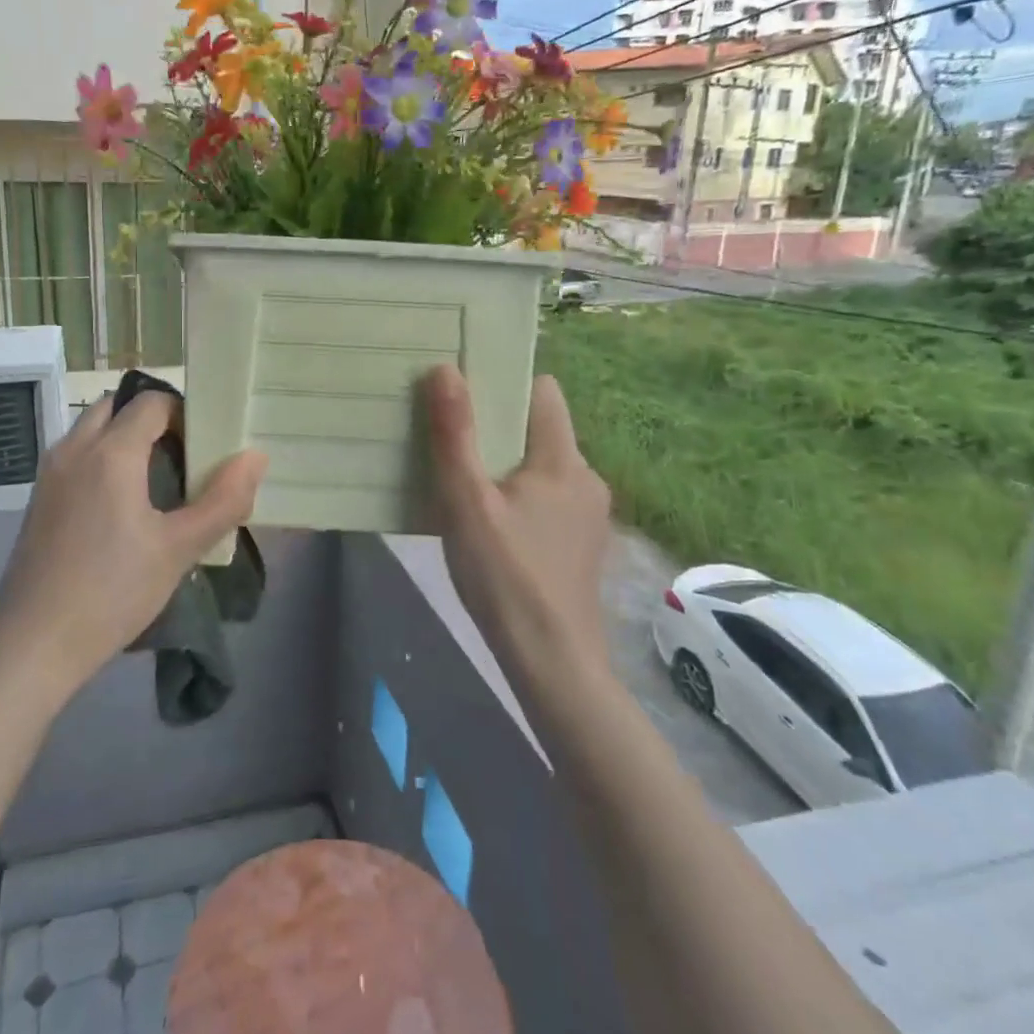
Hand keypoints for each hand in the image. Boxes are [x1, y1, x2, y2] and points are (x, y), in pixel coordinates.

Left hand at [0, 391, 266, 702]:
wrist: (32, 645)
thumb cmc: (113, 592)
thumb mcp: (179, 549)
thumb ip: (223, 500)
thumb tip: (255, 458)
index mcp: (111, 452)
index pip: (152, 401)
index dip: (184, 413)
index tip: (205, 445)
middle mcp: (74, 449)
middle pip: (117, 405)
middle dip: (151, 418)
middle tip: (182, 456)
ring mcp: (50, 473)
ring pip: (92, 429)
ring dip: (124, 436)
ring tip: (156, 481)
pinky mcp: (38, 499)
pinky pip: (76, 455)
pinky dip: (102, 458)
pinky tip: (122, 507)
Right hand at [422, 365, 613, 672]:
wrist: (552, 663)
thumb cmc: (506, 577)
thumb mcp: (467, 503)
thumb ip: (455, 435)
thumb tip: (445, 369)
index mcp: (563, 459)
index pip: (543, 391)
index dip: (505, 383)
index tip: (464, 390)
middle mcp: (585, 477)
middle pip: (539, 428)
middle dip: (495, 426)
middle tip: (449, 434)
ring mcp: (589, 513)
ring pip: (541, 465)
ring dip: (504, 464)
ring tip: (462, 479)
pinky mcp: (581, 542)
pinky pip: (547, 496)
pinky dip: (518, 495)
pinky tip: (489, 522)